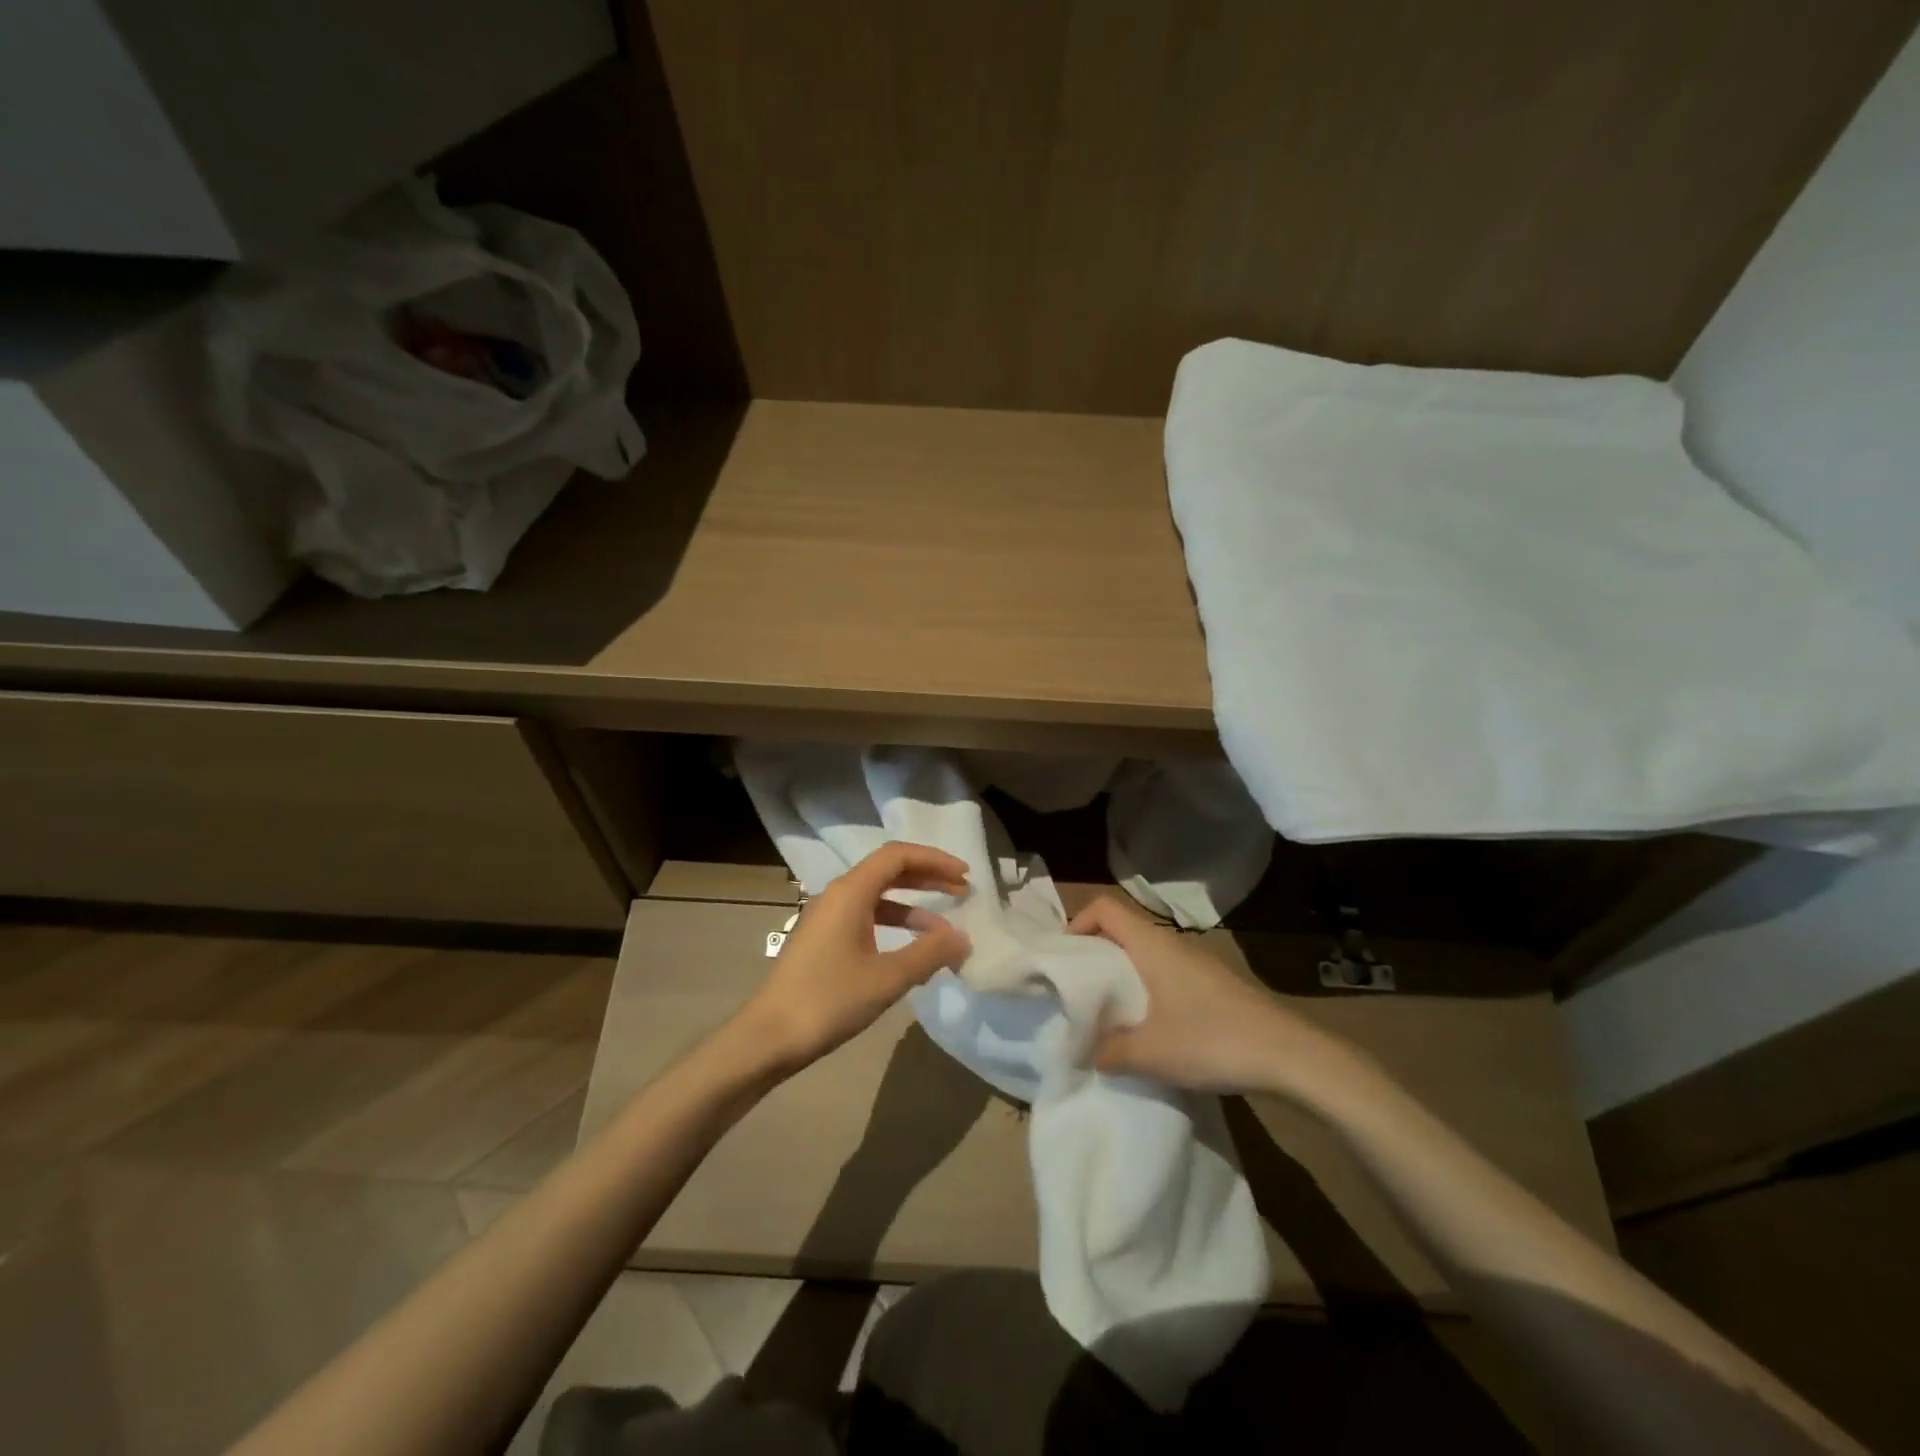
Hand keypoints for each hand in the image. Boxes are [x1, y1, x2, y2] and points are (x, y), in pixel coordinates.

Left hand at [740, 842, 970, 1072]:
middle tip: (962, 891)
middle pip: (888, 870)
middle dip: (928, 878)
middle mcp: (837, 894)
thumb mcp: (887, 978)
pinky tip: (913, 951)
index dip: (934, 860)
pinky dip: (894, 925)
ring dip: (913, 905)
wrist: (769, 1037)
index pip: (898, 856)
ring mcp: (827, 917)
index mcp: (850, 892)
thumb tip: (962, 939)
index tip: (965, 875)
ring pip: (878, 896)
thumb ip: (929, 953)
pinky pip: (866, 917)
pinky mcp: (823, 938)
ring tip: (945, 927)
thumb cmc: (829, 1000)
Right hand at [1068, 895, 1353, 1093]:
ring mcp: (1197, 963)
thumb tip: (1085, 1052)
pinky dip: (1148, 988)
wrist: (1290, 1055)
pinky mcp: (1213, 984)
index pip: (1105, 908)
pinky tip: (1151, 1027)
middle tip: (1078, 990)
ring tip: (1110, 1012)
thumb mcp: (1151, 1053)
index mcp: (1152, 945)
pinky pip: (1167, 973)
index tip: (1065, 958)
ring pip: (1146, 953)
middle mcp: (1173, 944)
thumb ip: (1109, 1051)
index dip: (1078, 923)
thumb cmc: (1212, 1041)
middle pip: (1123, 930)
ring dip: (1123, 975)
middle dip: (1096, 954)